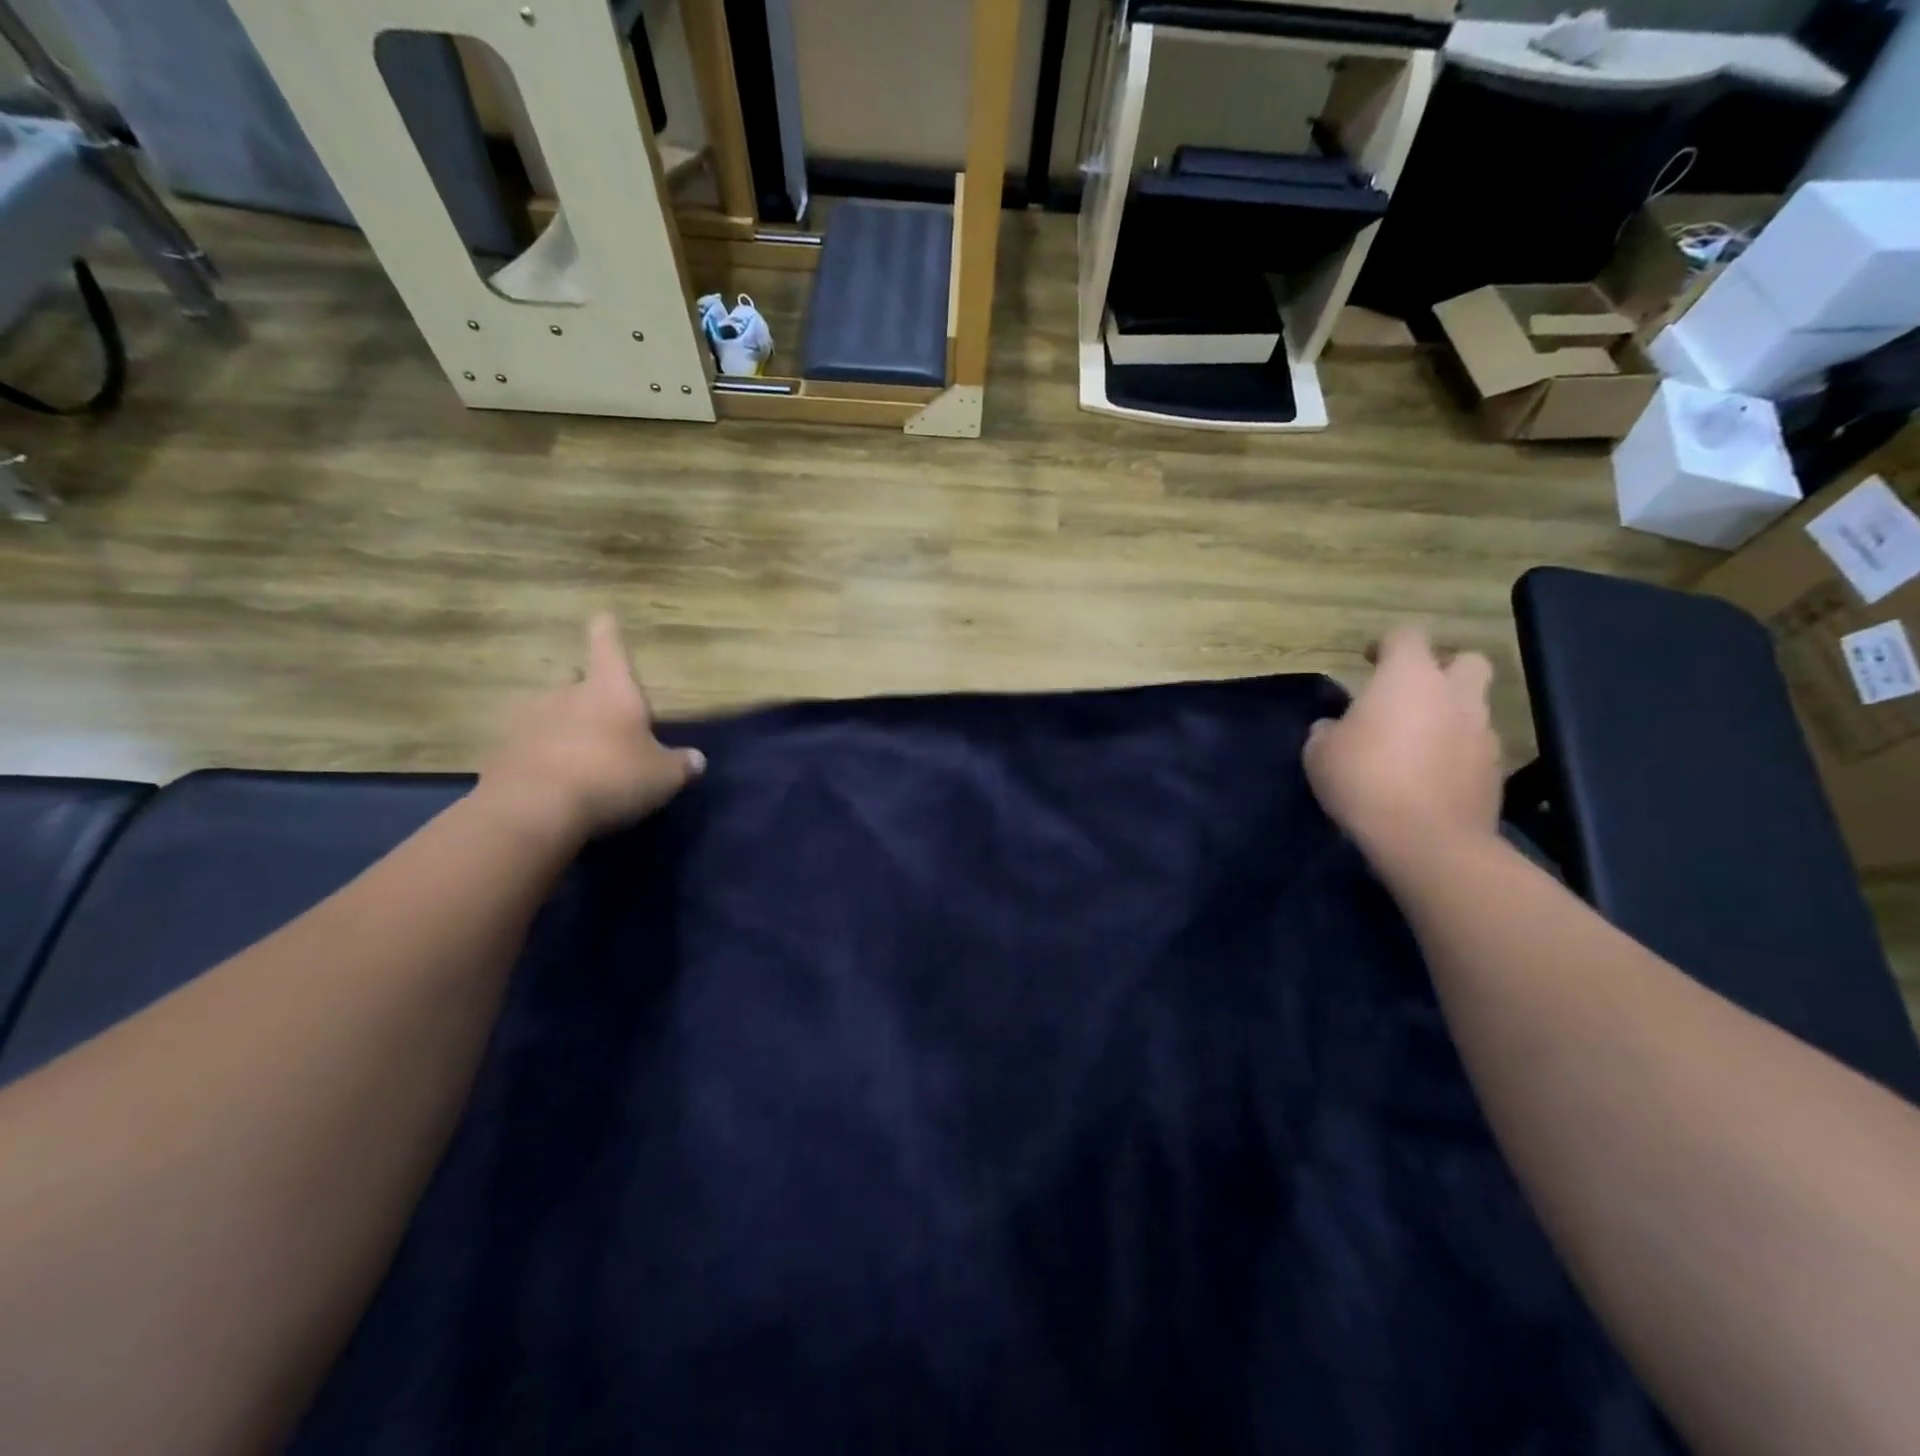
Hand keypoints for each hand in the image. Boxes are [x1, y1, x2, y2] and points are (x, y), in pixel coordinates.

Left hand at [478, 614, 704, 843]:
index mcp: (609, 690)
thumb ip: (680, 765)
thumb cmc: (611, 777)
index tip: (603, 615)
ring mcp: (526, 721)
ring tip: (577, 756)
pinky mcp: (499, 752)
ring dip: (561, 728)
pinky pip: (526, 748)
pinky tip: (551, 782)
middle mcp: (565, 694)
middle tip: (602, 717)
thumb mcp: (663, 776)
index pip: (609, 648)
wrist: (533, 810)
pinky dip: (539, 758)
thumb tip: (696, 760)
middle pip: (575, 682)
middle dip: (587, 694)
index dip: (608, 631)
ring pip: (548, 715)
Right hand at [1303, 625, 1502, 861]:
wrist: (1427, 840)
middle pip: (1466, 660)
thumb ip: (1328, 730)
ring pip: (1473, 706)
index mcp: (1409, 678)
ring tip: (1416, 743)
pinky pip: (1475, 746)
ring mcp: (1482, 731)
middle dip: (1442, 670)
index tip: (1369, 661)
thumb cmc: (1364, 781)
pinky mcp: (1496, 769)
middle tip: (1411, 694)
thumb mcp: (1319, 752)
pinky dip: (1456, 752)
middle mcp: (1454, 694)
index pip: (1407, 636)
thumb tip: (1335, 727)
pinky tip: (1430, 776)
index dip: (1387, 644)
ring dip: (1448, 715)